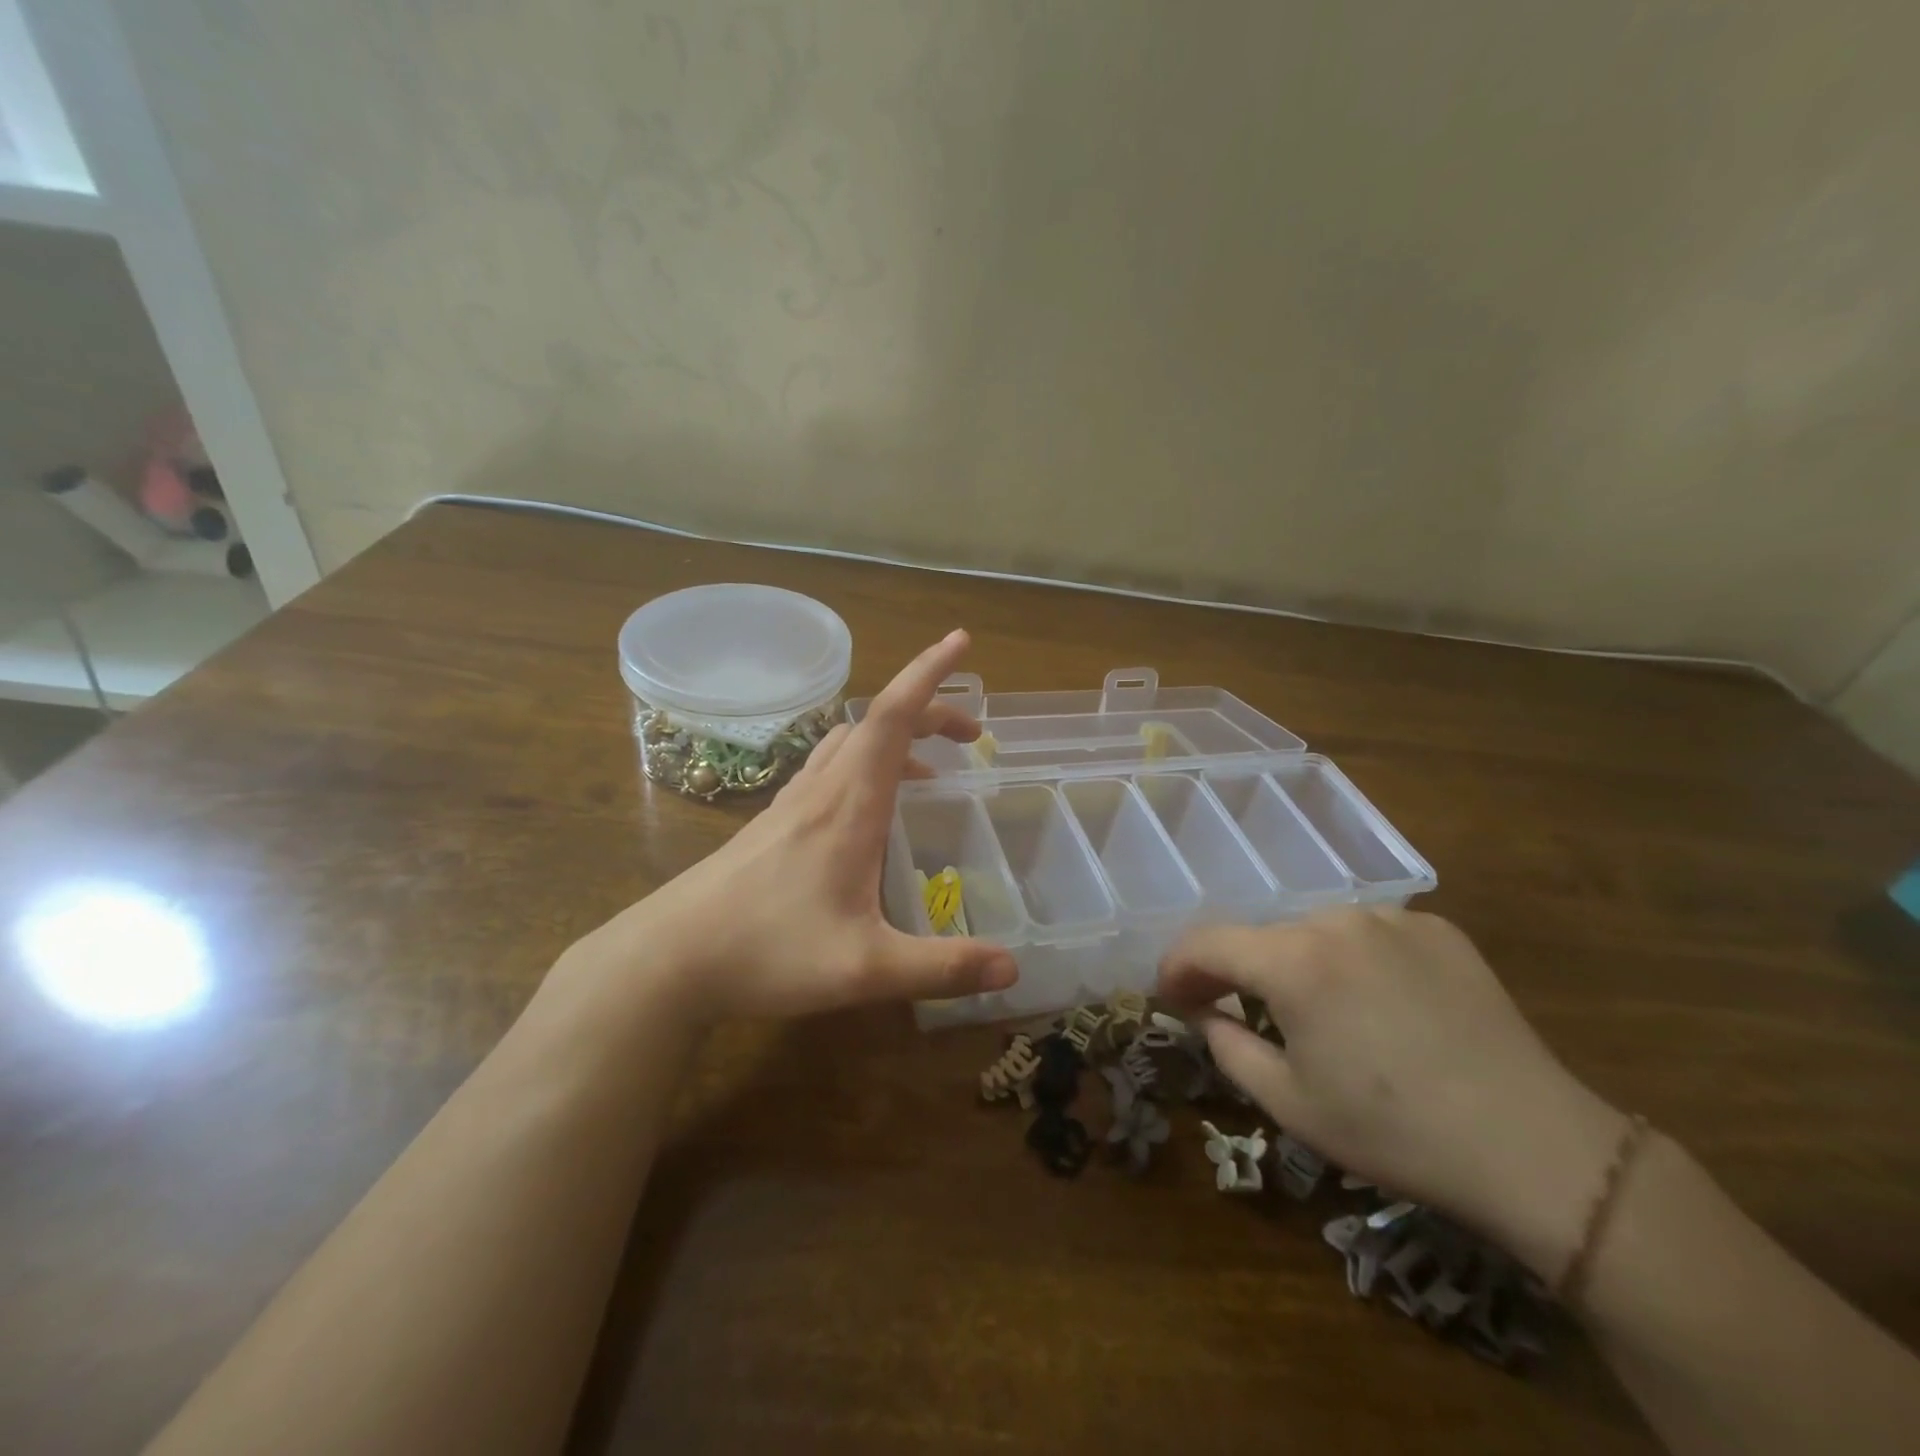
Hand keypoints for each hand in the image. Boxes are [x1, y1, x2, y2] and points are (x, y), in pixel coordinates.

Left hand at [578, 630, 1017, 1023]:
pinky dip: (865, 764)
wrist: (668, 958)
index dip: (930, 674)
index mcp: (849, 805)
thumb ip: (942, 968)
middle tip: (971, 735)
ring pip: (849, 743)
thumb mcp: (864, 969)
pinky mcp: (773, 823)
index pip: (893, 716)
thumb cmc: (767, 953)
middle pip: (877, 722)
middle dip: (929, 711)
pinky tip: (868, 809)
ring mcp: (791, 803)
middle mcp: (821, 790)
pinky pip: (828, 769)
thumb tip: (1014, 969)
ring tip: (929, 769)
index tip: (960, 641)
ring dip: (894, 738)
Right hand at [1160, 908, 1628, 1275]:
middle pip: (1262, 937)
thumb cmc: (1394, 1130)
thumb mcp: (1290, 1103)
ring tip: (1318, 1012)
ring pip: (1315, 932)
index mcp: (1292, 960)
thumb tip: (1203, 1012)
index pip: (1207, 943)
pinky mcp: (1438, 928)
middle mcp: (1334, 921)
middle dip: (1239, 971)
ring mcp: (1391, 918)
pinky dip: (1354, 960)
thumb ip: (1226, 1046)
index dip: (1177, 966)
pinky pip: (1370, 935)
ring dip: (1298, 964)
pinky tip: (1380, 1004)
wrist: (1533, 1146)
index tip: (1169, 994)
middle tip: (1237, 1012)